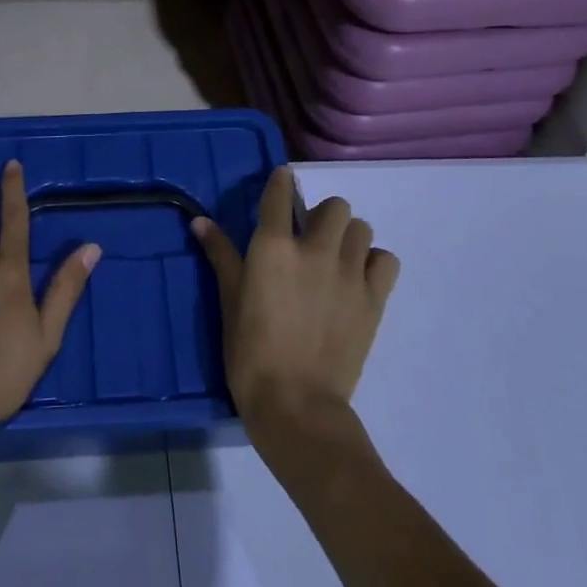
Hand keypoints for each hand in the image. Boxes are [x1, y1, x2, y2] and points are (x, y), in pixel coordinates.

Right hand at [192, 167, 398, 438]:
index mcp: (274, 246)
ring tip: (334, 261)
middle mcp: (316, 249)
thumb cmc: (250, 353)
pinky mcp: (374, 299)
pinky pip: (385, 260)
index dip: (282, 182)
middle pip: (334, 205)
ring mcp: (350, 273)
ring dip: (347, 237)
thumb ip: (220, 255)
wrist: (296, 404)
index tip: (281, 183)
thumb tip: (200, 221)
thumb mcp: (229, 300)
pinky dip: (373, 262)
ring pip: (361, 228)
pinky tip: (358, 279)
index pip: (281, 192)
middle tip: (308, 240)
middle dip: (321, 216)